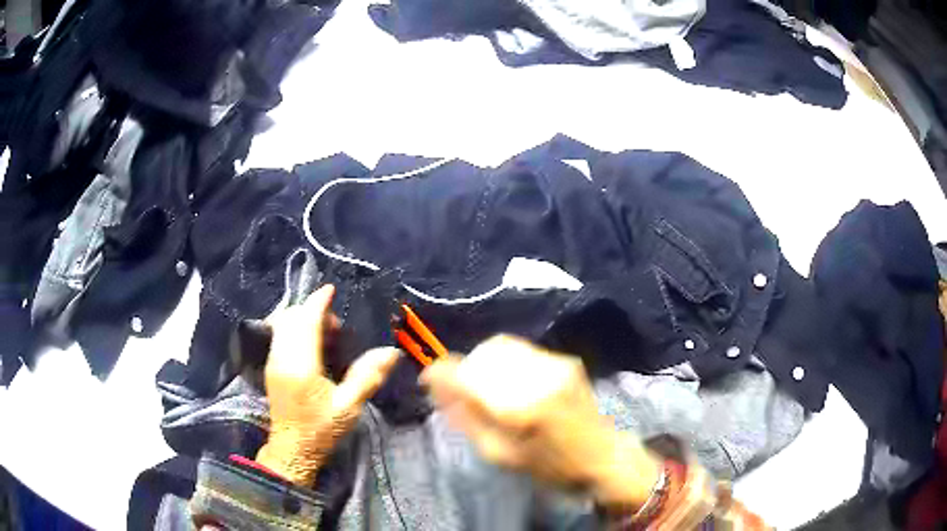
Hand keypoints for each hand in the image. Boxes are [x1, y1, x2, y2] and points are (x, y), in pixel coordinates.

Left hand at [255, 284, 399, 485]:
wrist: (291, 450)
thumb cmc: (321, 430)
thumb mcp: (349, 407)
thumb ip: (367, 376)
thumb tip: (391, 351)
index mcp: (300, 365)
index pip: (304, 321)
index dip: (317, 302)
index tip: (331, 290)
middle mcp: (280, 357)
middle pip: (289, 317)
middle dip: (311, 310)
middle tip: (336, 325)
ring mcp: (272, 361)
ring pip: (280, 324)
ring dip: (300, 317)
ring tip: (324, 331)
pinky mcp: (270, 366)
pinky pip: (277, 334)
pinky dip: (292, 326)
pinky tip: (309, 341)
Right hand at [421, 335, 660, 509]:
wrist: (602, 456)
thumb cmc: (550, 467)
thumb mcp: (500, 455)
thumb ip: (466, 418)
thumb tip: (437, 389)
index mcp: (519, 408)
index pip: (467, 375)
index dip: (440, 372)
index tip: (428, 378)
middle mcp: (537, 377)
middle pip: (483, 354)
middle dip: (464, 368)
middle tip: (460, 389)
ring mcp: (555, 364)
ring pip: (501, 346)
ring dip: (484, 362)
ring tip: (485, 384)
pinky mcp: (565, 360)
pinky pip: (522, 350)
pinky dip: (506, 361)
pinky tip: (510, 381)